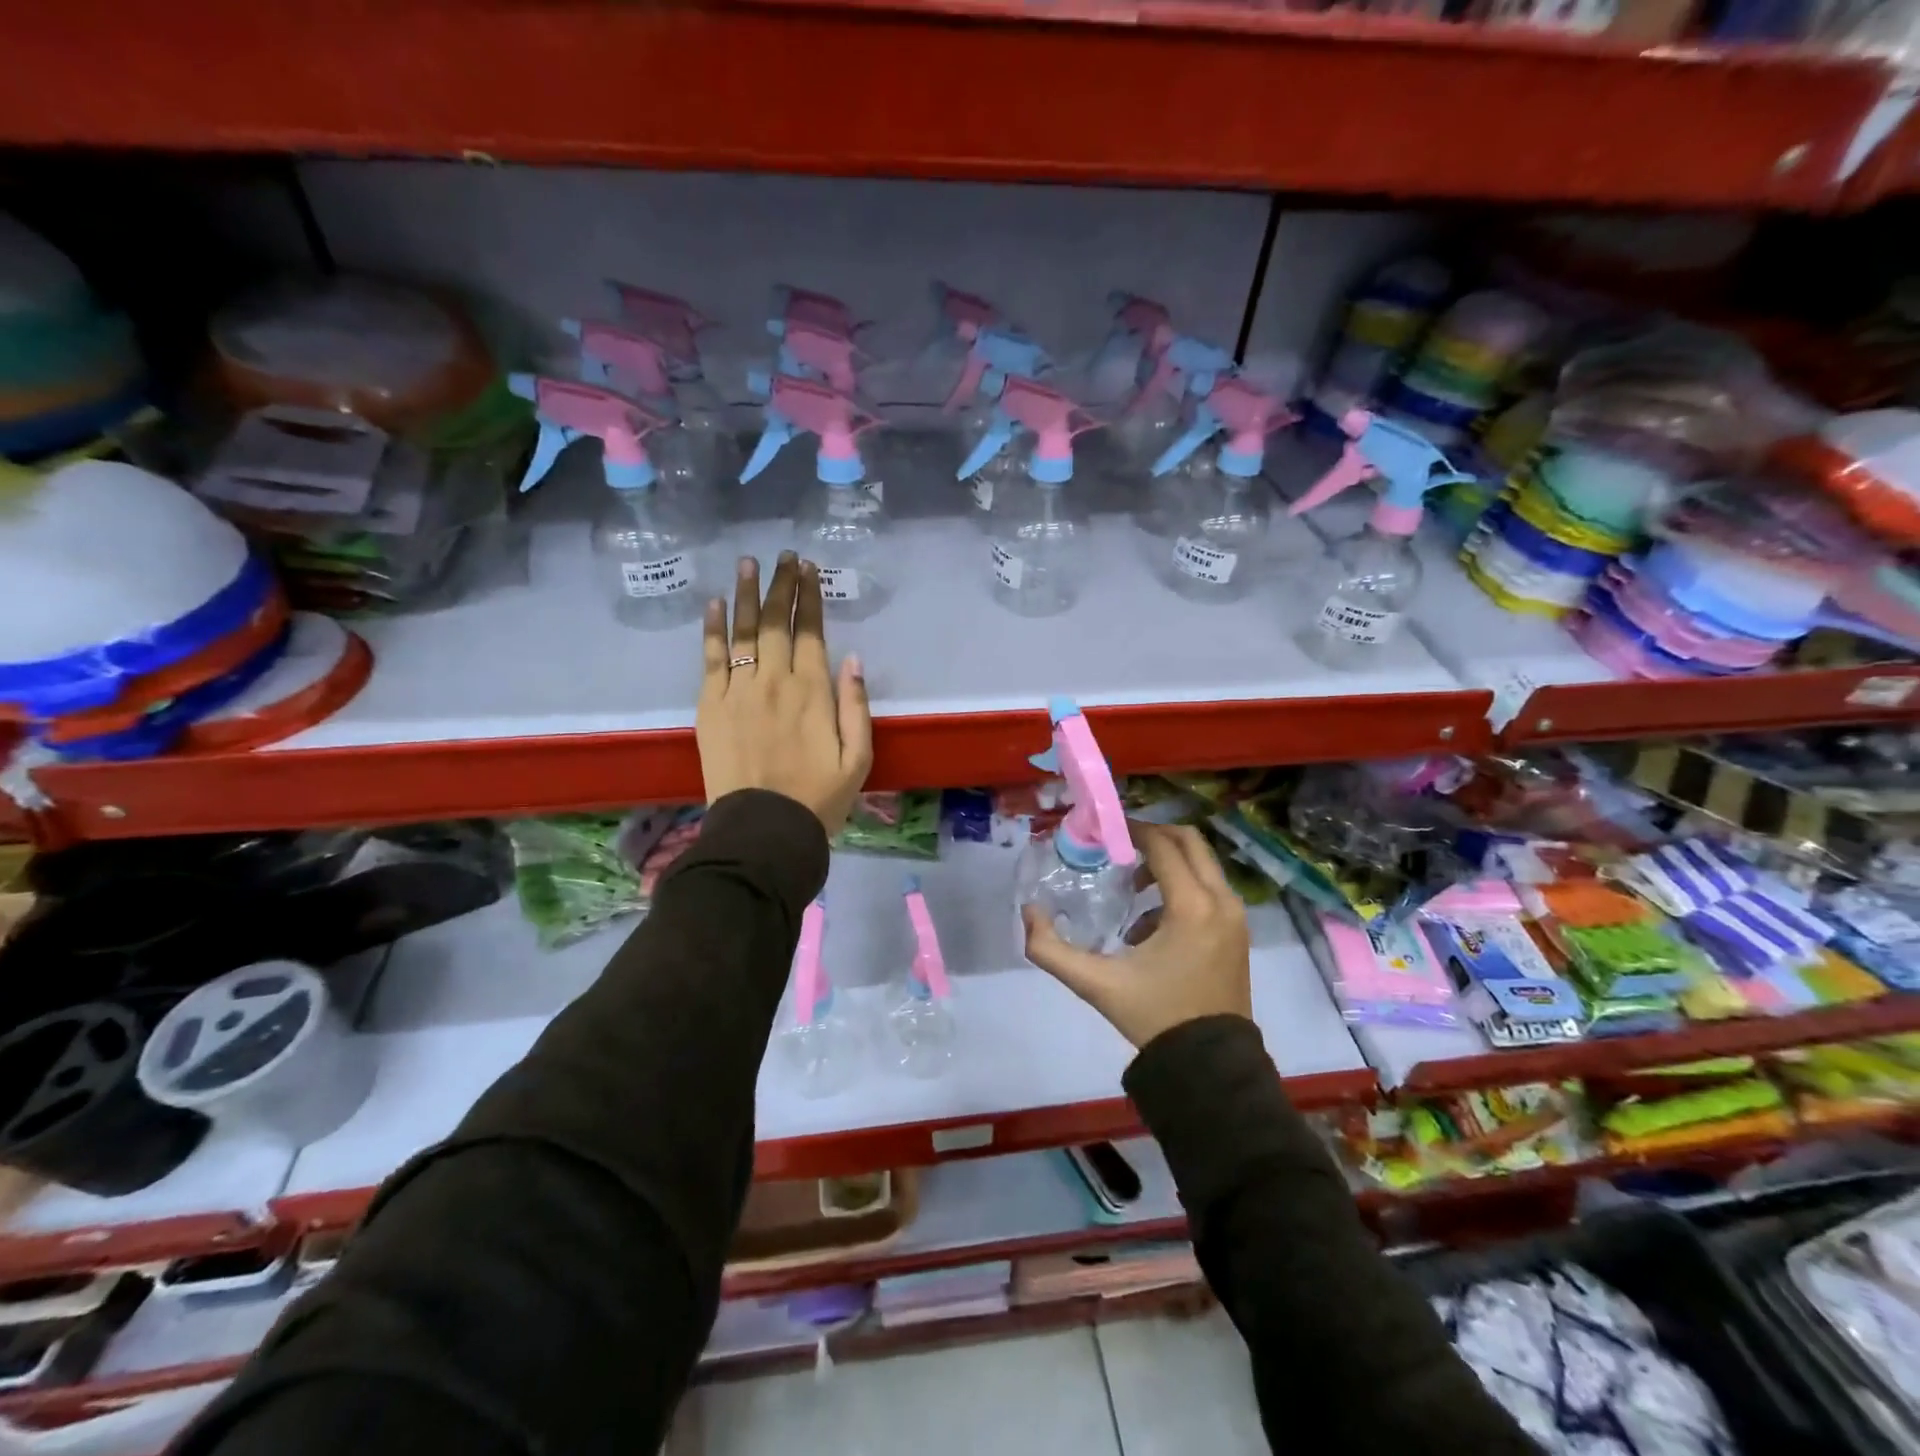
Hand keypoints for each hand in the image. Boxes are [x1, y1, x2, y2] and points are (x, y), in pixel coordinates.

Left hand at [697, 553, 872, 835]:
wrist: (763, 830)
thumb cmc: (818, 798)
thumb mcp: (858, 758)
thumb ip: (856, 706)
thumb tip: (852, 659)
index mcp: (813, 692)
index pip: (811, 631)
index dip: (810, 597)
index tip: (810, 569)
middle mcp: (774, 681)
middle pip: (776, 621)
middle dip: (781, 585)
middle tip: (784, 556)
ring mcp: (737, 690)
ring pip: (743, 631)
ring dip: (746, 594)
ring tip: (749, 563)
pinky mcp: (710, 705)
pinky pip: (710, 657)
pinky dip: (712, 628)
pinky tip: (715, 604)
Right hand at [1022, 822, 1250, 1049]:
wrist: (1209, 1065)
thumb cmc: (1154, 1016)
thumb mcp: (1095, 984)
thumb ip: (1050, 949)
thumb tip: (1029, 912)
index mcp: (1191, 906)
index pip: (1162, 846)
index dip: (1132, 831)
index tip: (1104, 832)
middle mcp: (1221, 901)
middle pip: (1189, 841)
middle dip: (1153, 836)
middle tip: (1119, 847)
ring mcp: (1235, 917)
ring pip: (1202, 864)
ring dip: (1166, 864)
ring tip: (1131, 890)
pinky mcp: (1238, 932)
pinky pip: (1209, 888)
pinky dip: (1181, 888)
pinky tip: (1150, 926)